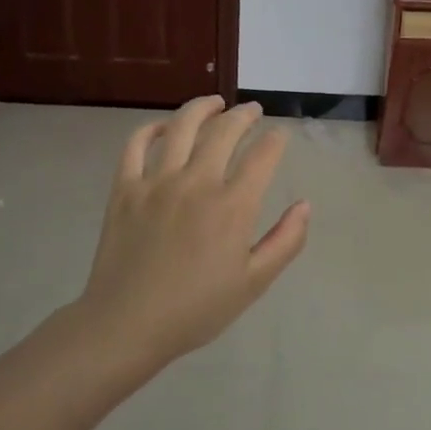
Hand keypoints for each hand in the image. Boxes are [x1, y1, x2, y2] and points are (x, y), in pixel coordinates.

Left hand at [78, 97, 309, 364]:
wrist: (126, 326)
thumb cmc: (196, 309)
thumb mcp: (253, 283)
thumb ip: (286, 241)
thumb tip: (305, 205)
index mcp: (232, 206)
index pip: (263, 156)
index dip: (276, 140)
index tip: (280, 136)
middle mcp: (197, 183)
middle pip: (225, 131)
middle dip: (245, 115)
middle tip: (253, 111)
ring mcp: (157, 182)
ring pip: (183, 126)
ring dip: (203, 108)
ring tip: (215, 103)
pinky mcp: (125, 188)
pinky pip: (137, 145)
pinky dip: (152, 129)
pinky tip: (165, 128)